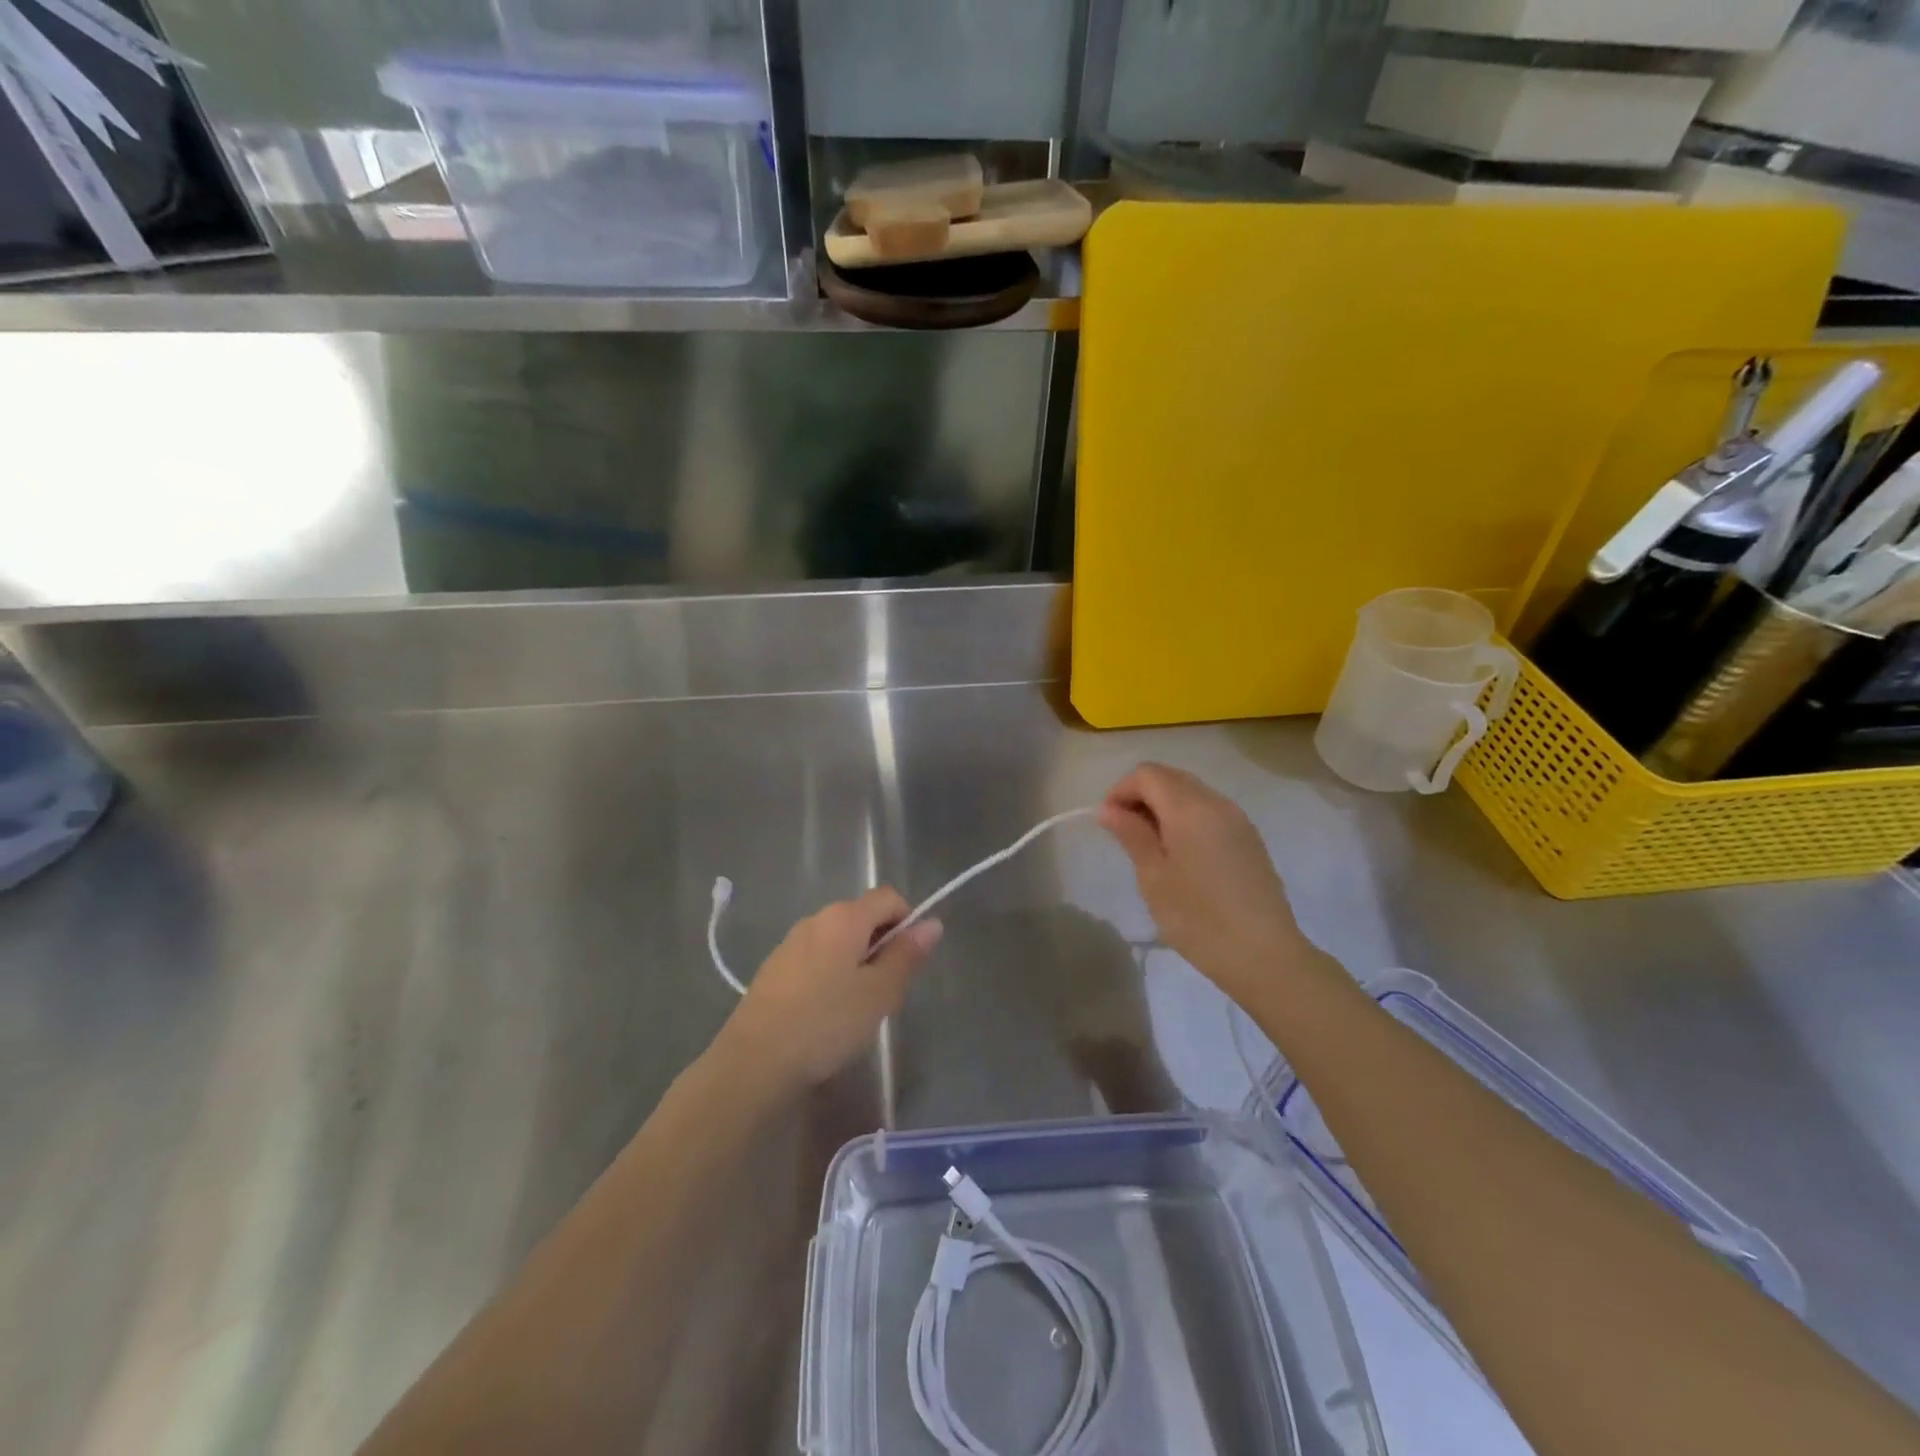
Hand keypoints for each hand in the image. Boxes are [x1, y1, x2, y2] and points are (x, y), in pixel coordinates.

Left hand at [717, 888, 941, 1094]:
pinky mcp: (774, 968)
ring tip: (856, 1008)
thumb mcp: (879, 993)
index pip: (889, 897)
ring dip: (857, 962)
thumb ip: (907, 956)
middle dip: (882, 945)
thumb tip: (932, 923)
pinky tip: (825, 1014)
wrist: (754, 1062)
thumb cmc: (826, 1023)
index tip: (908, 962)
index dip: (907, 922)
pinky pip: (816, 959)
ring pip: (839, 940)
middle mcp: (816, 919)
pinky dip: (831, 975)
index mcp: (844, 917)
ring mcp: (790, 943)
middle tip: (886, 991)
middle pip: (863, 917)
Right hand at [1100, 763, 1308, 999]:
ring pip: (1192, 792)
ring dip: (1165, 806)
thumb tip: (1108, 808)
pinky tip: (1182, 855)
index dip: (1121, 790)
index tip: (1108, 823)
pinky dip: (1187, 818)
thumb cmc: (1199, 919)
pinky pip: (1211, 811)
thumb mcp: (1154, 878)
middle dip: (1141, 795)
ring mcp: (1238, 819)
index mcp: (1189, 808)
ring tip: (1151, 846)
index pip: (1147, 774)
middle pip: (1171, 777)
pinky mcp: (1250, 838)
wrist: (1265, 955)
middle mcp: (1217, 802)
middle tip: (1125, 833)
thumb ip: (1131, 835)